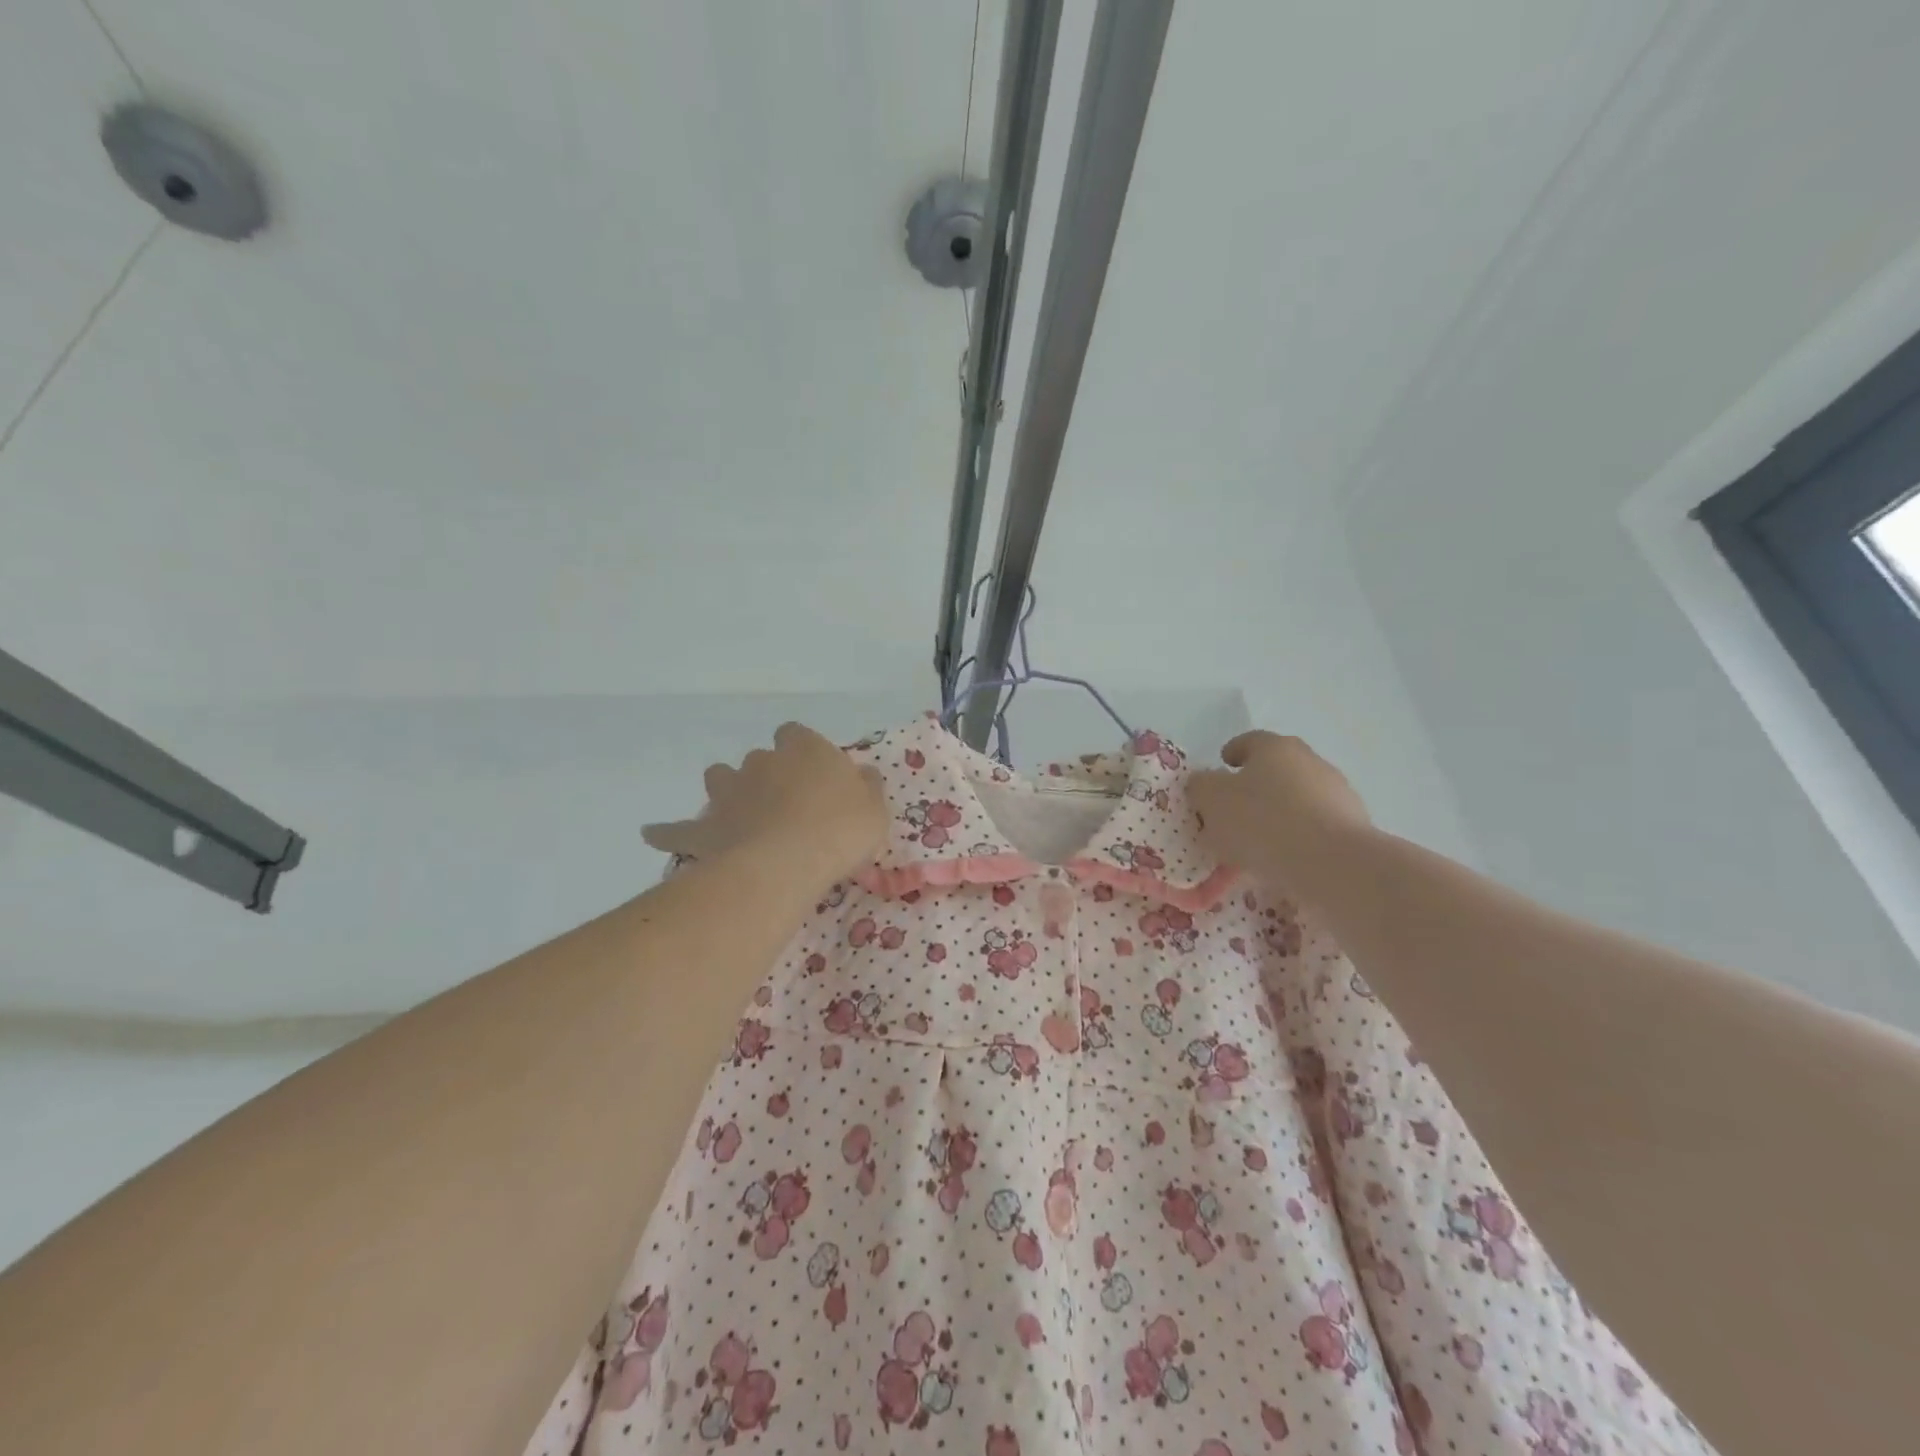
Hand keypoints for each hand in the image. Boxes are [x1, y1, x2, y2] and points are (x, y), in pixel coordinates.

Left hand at [643, 723, 886, 889]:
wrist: (790, 860)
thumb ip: (868, 786)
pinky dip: (666, 831)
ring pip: (718, 778)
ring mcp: (729, 792)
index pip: (795, 734)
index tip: (813, 773)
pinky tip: (651, 834)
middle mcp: (762, 761)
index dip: (802, 751)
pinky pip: (677, 829)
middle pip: (758, 758)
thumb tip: (863, 774)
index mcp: (804, 749)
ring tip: (736, 811)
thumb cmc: (842, 829)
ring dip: (726, 790)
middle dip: (765, 774)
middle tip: (783, 803)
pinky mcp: (706, 828)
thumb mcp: (875, 808)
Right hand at [1188, 731, 1372, 899]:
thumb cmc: (1262, 822)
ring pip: (1298, 799)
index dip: (1231, 753)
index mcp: (1275, 747)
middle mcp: (1310, 761)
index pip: (1249, 741)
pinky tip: (1285, 860)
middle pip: (1276, 769)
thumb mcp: (1212, 801)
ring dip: (1280, 813)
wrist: (1332, 863)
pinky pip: (1316, 827)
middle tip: (1233, 811)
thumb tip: (1205, 783)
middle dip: (1255, 786)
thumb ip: (1201, 786)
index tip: (1222, 767)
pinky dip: (1300, 837)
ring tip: (1258, 844)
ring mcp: (1338, 793)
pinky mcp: (1354, 827)